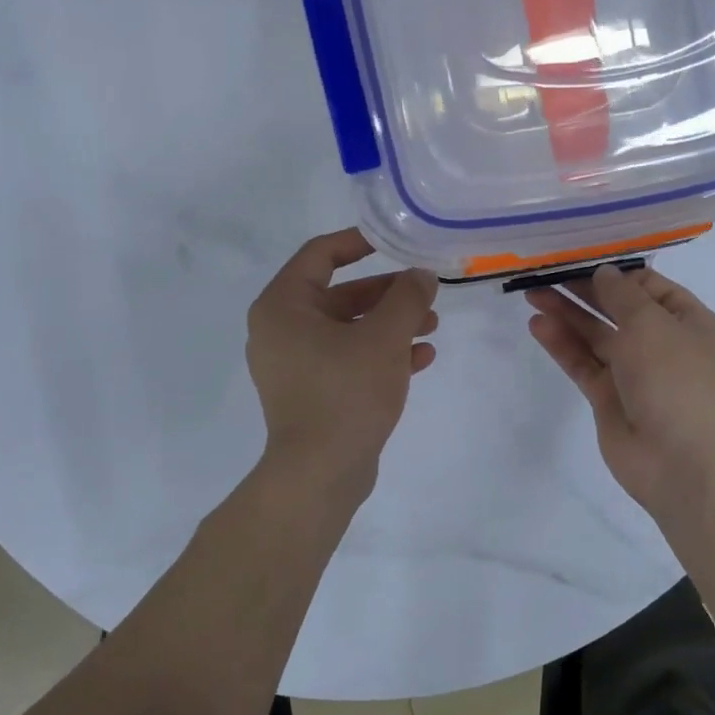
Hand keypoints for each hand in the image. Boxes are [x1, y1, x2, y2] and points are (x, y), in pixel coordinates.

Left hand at [247, 229, 439, 506]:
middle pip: (340, 294)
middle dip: (387, 293)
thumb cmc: (346, 393)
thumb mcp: (384, 337)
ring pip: (348, 329)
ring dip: (390, 324)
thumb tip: (421, 275)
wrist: (320, 474)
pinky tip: (422, 358)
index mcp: (283, 306)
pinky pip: (347, 359)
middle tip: (426, 292)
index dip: (360, 242)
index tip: (396, 241)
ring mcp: (294, 364)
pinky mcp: (311, 392)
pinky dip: (380, 354)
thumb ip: (407, 298)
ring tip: (432, 327)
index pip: (320, 254)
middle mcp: (281, 330)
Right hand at [525, 264, 714, 517]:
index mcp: (690, 324)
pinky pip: (584, 364)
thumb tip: (603, 273)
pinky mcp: (609, 398)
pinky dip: (563, 345)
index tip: (581, 259)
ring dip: (568, 315)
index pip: (650, 288)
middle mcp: (664, 345)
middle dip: (584, 292)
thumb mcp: (652, 324)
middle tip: (547, 273)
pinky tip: (539, 325)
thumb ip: (621, 295)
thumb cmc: (676, 379)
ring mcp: (635, 374)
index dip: (616, 274)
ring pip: (597, 337)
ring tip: (532, 294)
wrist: (682, 461)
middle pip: (618, 310)